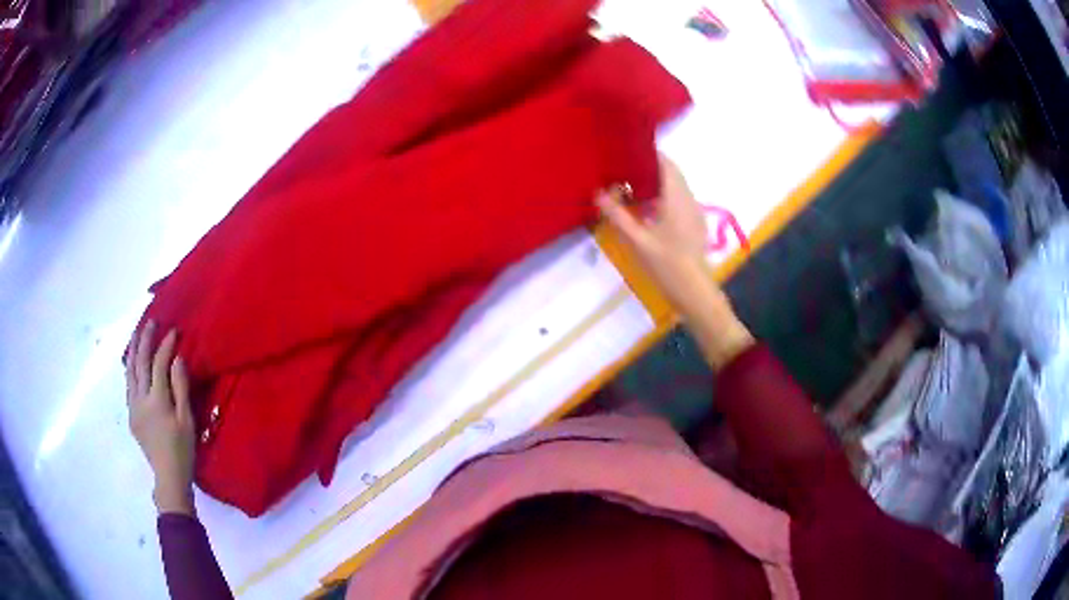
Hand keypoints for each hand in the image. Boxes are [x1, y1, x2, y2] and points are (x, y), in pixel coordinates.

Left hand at [126, 322, 196, 514]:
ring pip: (130, 371)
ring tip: (137, 334)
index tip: (173, 330)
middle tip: (151, 322)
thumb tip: (177, 359)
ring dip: (133, 351)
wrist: (168, 476)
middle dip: (145, 340)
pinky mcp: (131, 415)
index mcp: (157, 400)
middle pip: (140, 363)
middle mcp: (141, 399)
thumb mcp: (187, 420)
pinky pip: (128, 385)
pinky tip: (132, 363)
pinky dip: (130, 369)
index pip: (159, 364)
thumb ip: (181, 388)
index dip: (166, 346)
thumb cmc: (182, 450)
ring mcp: (133, 406)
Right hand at [597, 156, 752, 369]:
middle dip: (647, 167)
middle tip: (621, 169)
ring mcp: (694, 211)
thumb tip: (597, 193)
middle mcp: (688, 199)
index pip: (665, 163)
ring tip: (628, 186)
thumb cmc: (668, 266)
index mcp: (677, 198)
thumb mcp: (638, 242)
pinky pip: (677, 199)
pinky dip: (661, 196)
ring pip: (674, 186)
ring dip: (654, 183)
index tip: (625, 151)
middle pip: (670, 173)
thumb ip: (618, 215)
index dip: (647, 153)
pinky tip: (644, 208)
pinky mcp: (694, 223)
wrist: (696, 293)